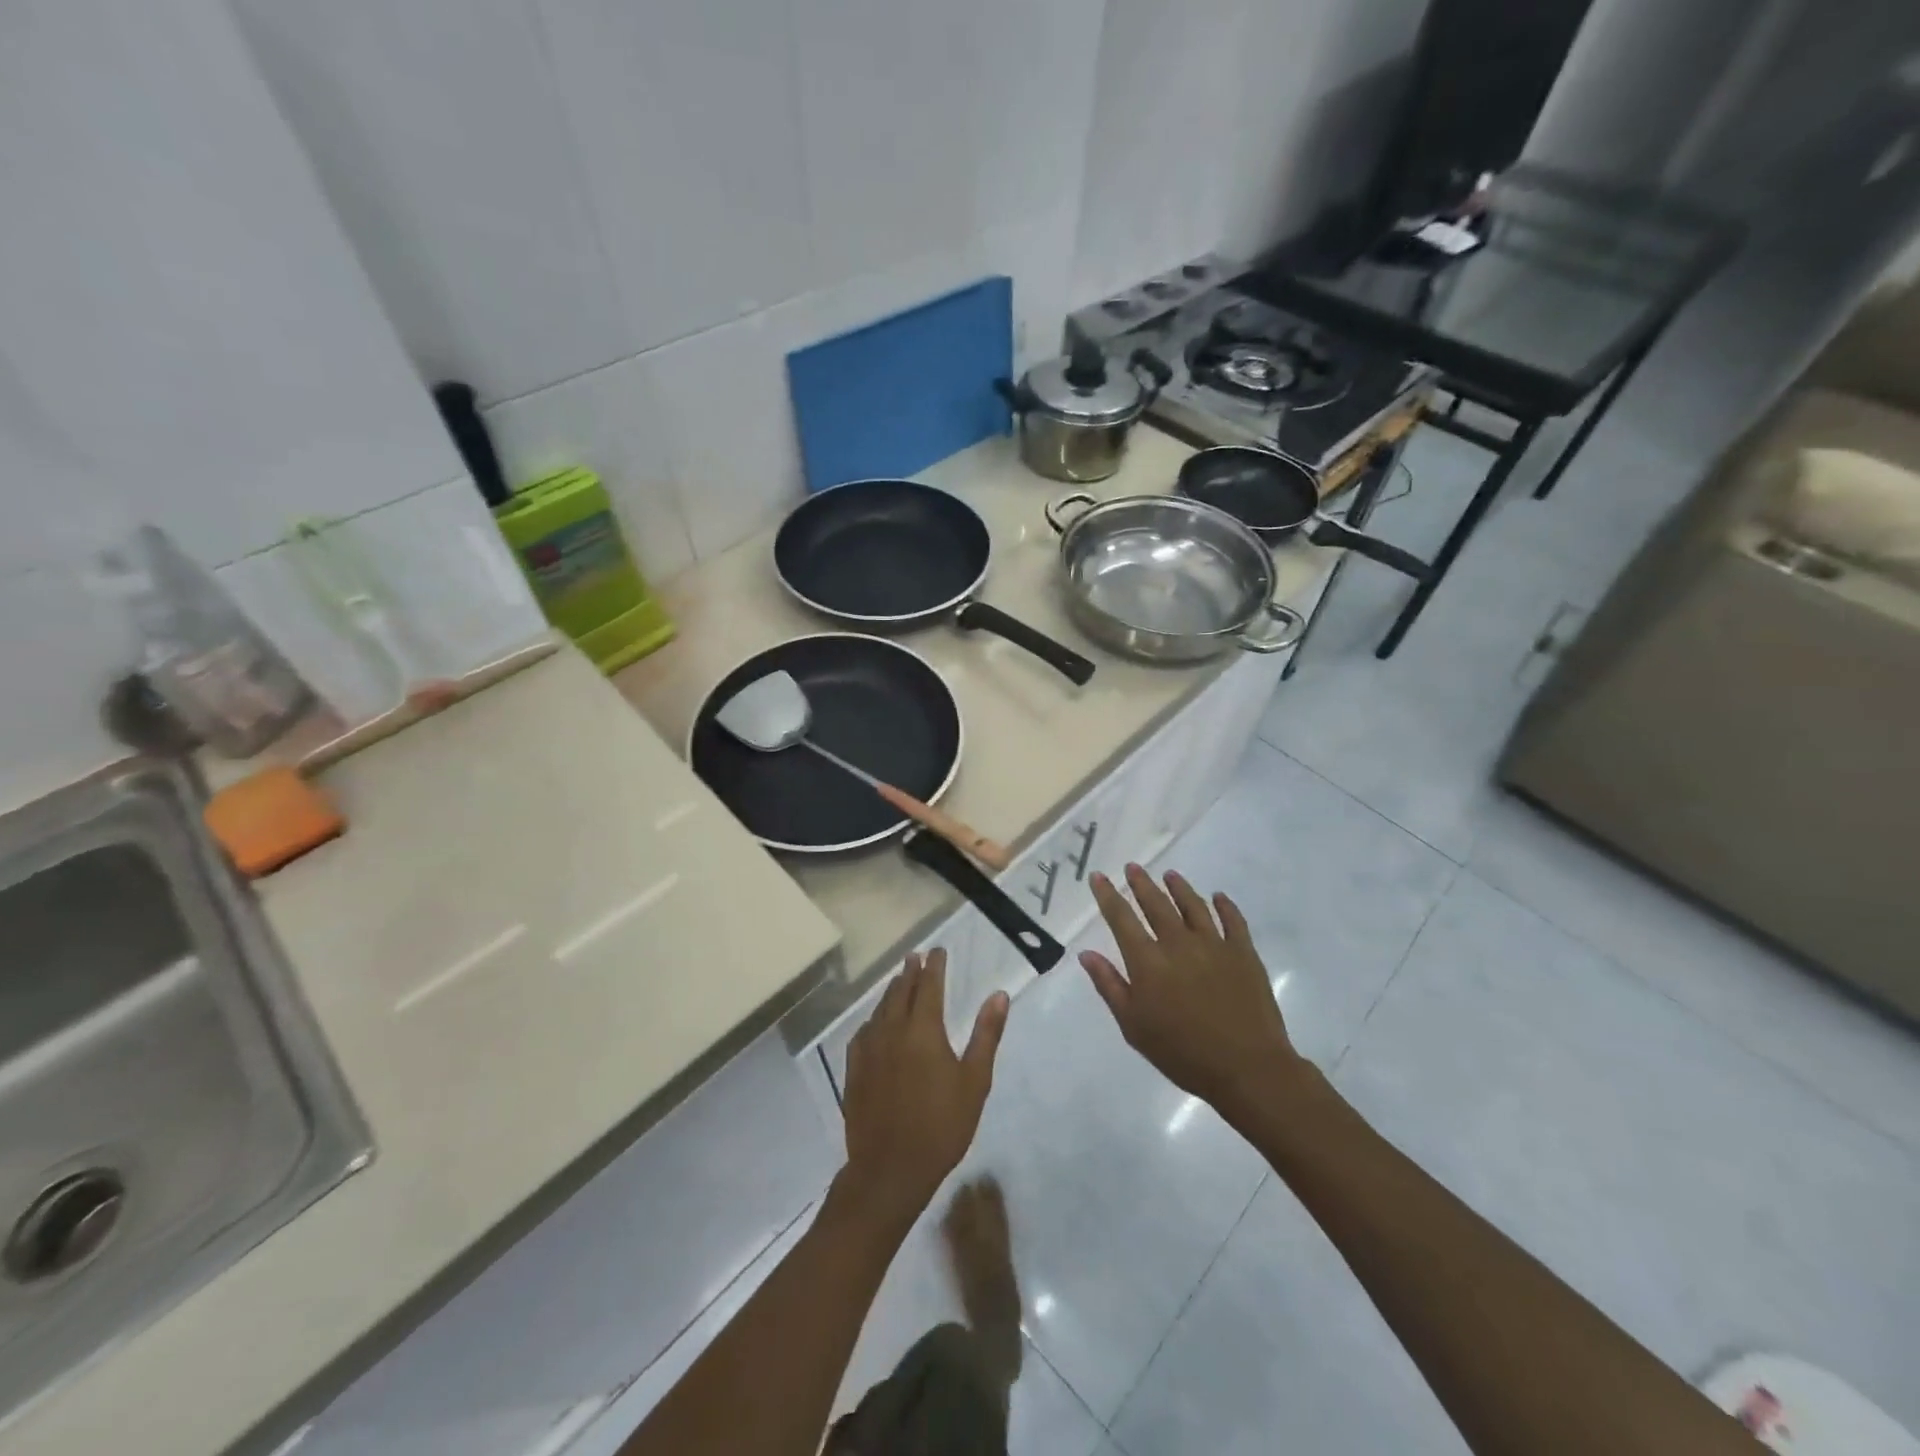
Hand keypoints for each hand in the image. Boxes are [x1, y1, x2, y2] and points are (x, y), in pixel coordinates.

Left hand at [840, 949, 1008, 1228]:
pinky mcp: (855, 1069)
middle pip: (900, 991)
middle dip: (910, 971)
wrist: (890, 1169)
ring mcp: (869, 1049)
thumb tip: (999, 995)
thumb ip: (986, 1035)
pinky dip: (874, 1018)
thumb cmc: (942, 1126)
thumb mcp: (975, 1081)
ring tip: (898, 980)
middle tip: (916, 957)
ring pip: (880, 1009)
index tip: (938, 950)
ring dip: (891, 991)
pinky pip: (864, 1031)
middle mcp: (893, 1030)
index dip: (935, 966)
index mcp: (924, 1030)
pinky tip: (875, 1023)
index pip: (929, 985)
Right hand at [1082, 864, 1308, 1122]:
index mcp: (1148, 961)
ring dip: (1179, 888)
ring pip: (1193, 906)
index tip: (1099, 876)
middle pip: (1156, 904)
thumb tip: (1086, 954)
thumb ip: (1109, 986)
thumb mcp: (1134, 1026)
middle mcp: (1178, 943)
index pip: (1121, 919)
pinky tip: (1218, 897)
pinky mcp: (1244, 953)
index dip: (1108, 896)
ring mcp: (1214, 945)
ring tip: (1170, 875)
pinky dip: (1225, 906)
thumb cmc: (1182, 1053)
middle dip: (1141, 884)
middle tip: (1133, 867)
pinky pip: (1233, 920)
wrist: (1247, 1068)